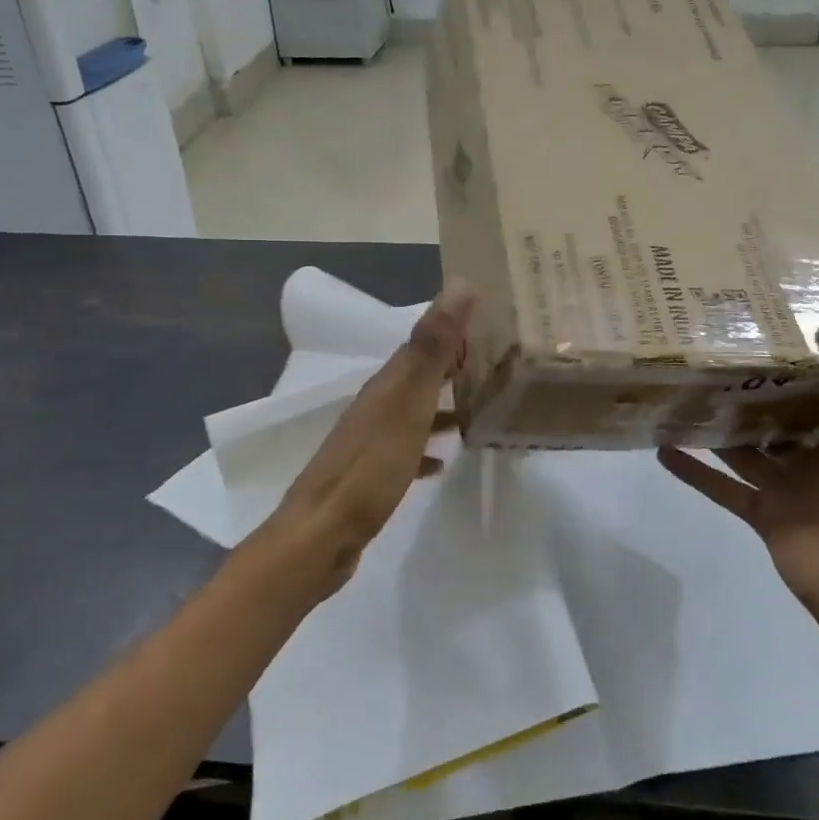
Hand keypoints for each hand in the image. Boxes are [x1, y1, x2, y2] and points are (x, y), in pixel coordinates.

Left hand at [255, 281, 475, 596]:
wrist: (322, 536)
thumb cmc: (370, 467)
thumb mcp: (408, 402)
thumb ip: (433, 346)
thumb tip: (461, 283)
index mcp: (386, 385)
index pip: (423, 343)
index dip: (454, 331)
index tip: (491, 324)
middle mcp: (376, 406)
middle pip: (419, 377)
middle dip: (453, 368)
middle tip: (496, 367)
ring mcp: (370, 442)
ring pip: (414, 412)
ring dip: (443, 407)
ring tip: (478, 411)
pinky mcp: (370, 476)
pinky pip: (406, 450)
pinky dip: (427, 447)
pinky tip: (443, 462)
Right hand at [658, 319, 818, 616]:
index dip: (801, 358)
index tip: (768, 327)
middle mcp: (817, 454)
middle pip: (778, 414)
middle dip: (750, 389)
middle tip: (712, 354)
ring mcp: (786, 484)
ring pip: (745, 447)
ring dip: (718, 426)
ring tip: (682, 392)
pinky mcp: (760, 510)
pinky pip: (721, 485)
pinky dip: (694, 469)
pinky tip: (662, 447)